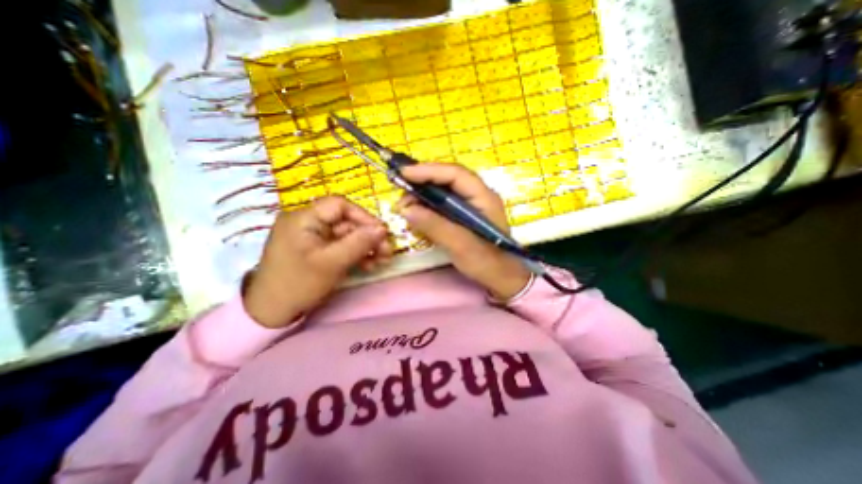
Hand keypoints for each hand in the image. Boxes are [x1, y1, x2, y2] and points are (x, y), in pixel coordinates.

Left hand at [240, 196, 392, 329]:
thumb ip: (358, 243)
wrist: (271, 313)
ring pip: (347, 236)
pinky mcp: (319, 250)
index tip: (381, 233)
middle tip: (387, 252)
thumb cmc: (298, 284)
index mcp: (303, 218)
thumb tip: (383, 228)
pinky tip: (369, 265)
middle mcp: (308, 223)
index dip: (363, 216)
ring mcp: (314, 238)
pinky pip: (342, 247)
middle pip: (346, 222)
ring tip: (381, 261)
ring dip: (366, 247)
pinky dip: (357, 254)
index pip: (339, 205)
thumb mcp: (331, 263)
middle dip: (369, 237)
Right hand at [397, 163, 532, 299]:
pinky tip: (416, 214)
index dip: (429, 171)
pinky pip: (443, 205)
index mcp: (483, 196)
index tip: (404, 173)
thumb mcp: (459, 244)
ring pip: (443, 191)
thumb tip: (406, 209)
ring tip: (405, 207)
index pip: (455, 174)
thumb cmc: (486, 261)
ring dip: (423, 196)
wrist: (501, 277)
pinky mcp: (463, 216)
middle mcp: (477, 195)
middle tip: (401, 193)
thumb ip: (434, 225)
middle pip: (447, 179)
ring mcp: (470, 205)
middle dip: (422, 183)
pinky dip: (427, 207)